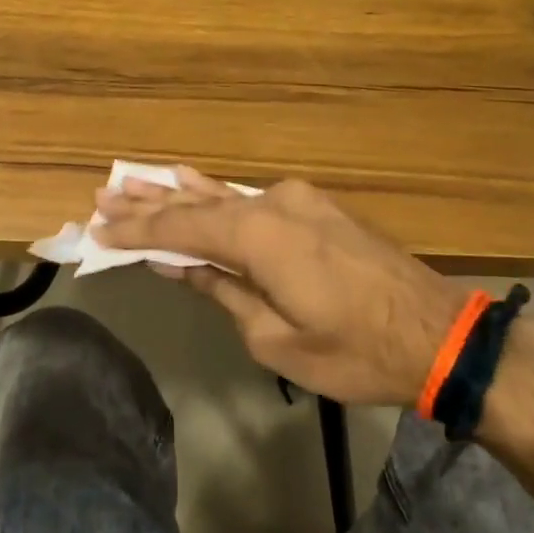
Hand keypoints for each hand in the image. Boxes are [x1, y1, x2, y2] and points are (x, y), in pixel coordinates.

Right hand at [93, 169, 468, 406]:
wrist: (437, 333)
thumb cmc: (354, 351)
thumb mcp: (275, 338)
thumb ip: (223, 292)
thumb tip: (179, 265)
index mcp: (259, 237)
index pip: (181, 228)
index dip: (136, 231)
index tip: (96, 230)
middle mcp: (273, 204)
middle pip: (197, 203)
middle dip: (149, 203)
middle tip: (103, 194)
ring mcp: (298, 201)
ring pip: (225, 196)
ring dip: (179, 193)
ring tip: (134, 181)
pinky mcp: (316, 208)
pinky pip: (253, 200)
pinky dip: (219, 197)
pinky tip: (195, 182)